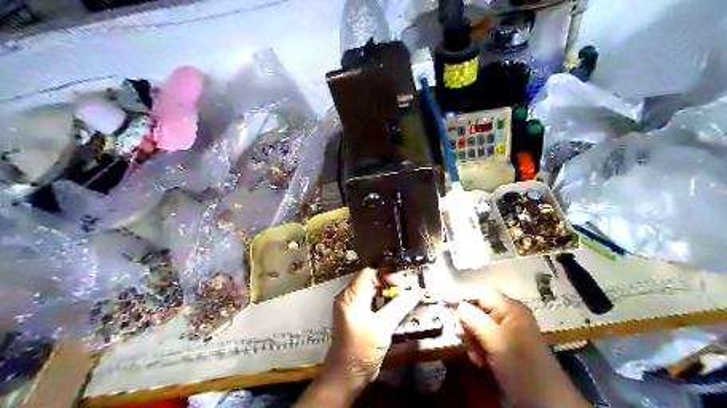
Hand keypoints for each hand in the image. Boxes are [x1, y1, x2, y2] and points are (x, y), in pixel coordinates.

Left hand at [296, 269, 420, 406]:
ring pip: (376, 294)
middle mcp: (351, 299)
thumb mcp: (382, 326)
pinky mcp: (362, 320)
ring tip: (409, 298)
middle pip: (373, 282)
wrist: (347, 377)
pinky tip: (401, 310)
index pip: (369, 274)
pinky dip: (389, 305)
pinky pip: (376, 306)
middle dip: (392, 285)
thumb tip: (415, 291)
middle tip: (410, 291)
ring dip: (392, 295)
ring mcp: (356, 310)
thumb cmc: (361, 349)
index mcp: (350, 296)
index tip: (404, 285)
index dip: (387, 276)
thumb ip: (399, 306)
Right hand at [460, 290, 589, 407]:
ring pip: (478, 328)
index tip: (444, 305)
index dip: (463, 298)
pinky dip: (479, 350)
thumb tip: (459, 305)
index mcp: (511, 309)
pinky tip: (481, 362)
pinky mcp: (505, 348)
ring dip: (472, 341)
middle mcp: (508, 317)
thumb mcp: (496, 341)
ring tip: (477, 357)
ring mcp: (507, 333)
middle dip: (468, 326)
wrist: (544, 401)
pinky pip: (484, 342)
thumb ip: (475, 320)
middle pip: (478, 311)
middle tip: (463, 339)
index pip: (482, 295)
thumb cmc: (521, 365)